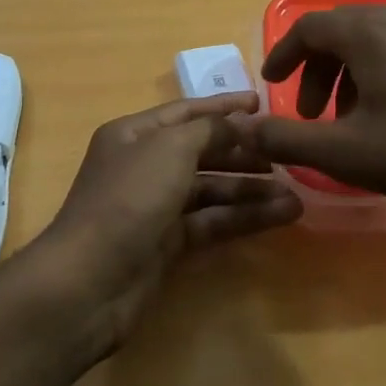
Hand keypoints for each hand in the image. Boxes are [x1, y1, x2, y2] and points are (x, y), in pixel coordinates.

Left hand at [23, 93, 301, 357]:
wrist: (89, 281)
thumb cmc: (129, 198)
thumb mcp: (171, 148)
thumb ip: (211, 129)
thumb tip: (241, 123)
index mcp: (136, 134)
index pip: (188, 112)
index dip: (225, 107)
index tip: (263, 104)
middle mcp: (145, 165)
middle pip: (203, 151)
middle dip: (244, 152)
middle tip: (287, 153)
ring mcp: (156, 206)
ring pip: (212, 190)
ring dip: (251, 189)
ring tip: (296, 194)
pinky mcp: (168, 243)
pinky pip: (212, 221)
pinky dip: (244, 217)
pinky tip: (281, 216)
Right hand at [243, 3, 385, 218]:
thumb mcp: (345, 153)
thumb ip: (287, 140)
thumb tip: (245, 131)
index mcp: (367, 31)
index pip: (308, 28)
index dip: (282, 55)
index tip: (271, 84)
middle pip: (338, 31)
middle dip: (315, 71)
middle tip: (310, 114)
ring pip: (368, 38)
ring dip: (345, 74)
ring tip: (348, 119)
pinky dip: (376, 70)